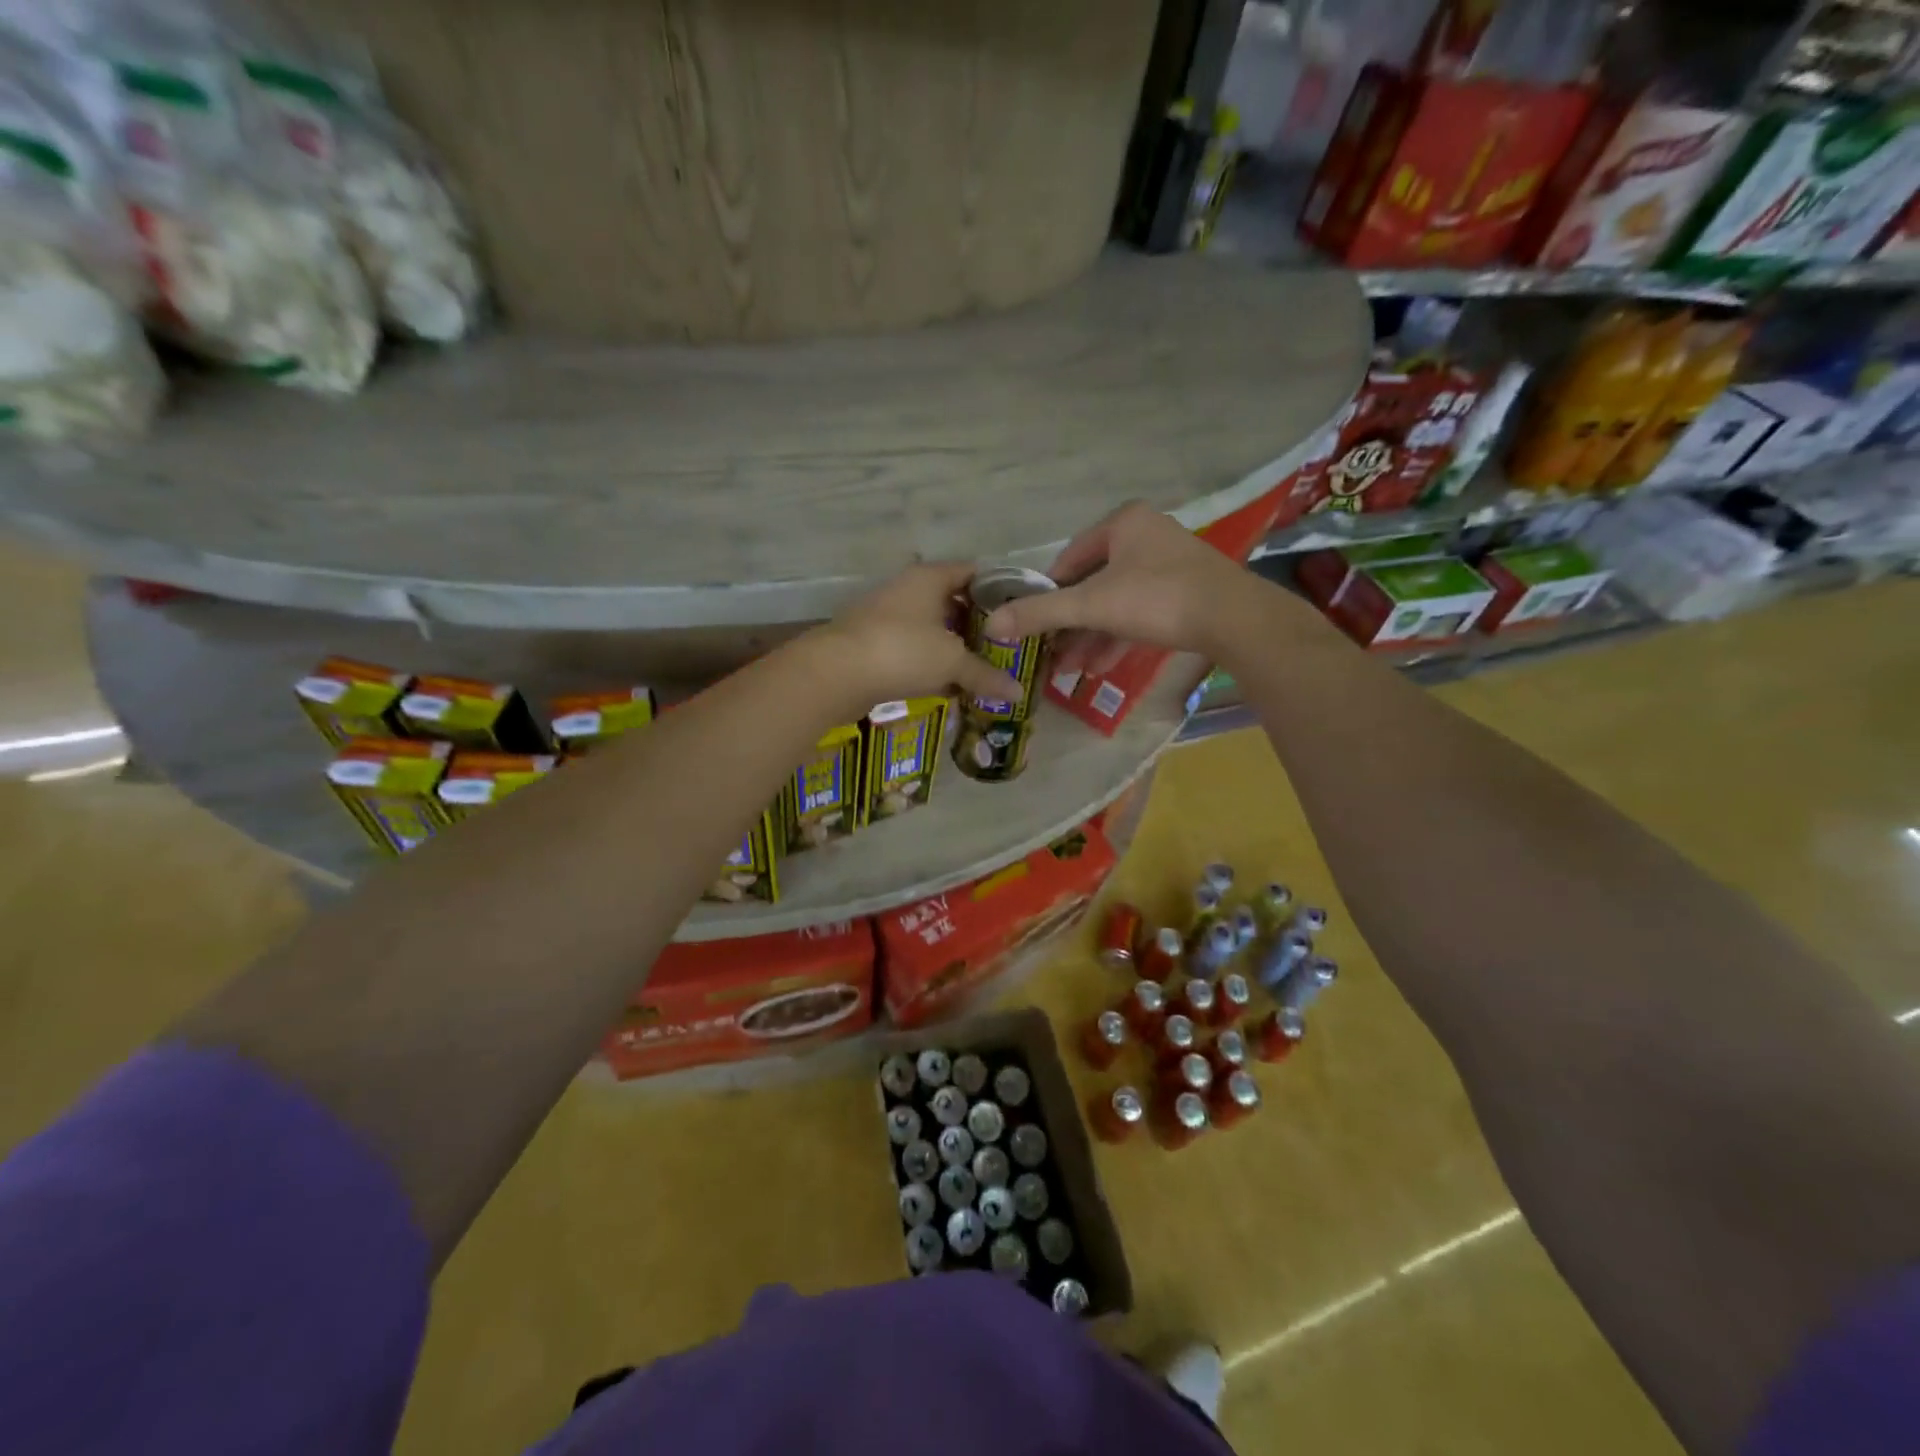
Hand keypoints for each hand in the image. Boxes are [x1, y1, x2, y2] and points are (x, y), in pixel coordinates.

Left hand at [809, 562, 1022, 718]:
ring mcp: (886, 615)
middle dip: (977, 625)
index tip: (1019, 614)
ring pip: (930, 628)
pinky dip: (929, 664)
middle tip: (1005, 648)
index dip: (999, 591)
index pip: (973, 572)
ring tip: (980, 669)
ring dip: (952, 647)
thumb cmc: (902, 651)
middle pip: (952, 601)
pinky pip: (911, 649)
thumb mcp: (952, 662)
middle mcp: (907, 589)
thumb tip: (1018, 693)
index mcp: (930, 578)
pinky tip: (947, 686)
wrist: (834, 674)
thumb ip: (986, 675)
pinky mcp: (872, 643)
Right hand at [981, 503, 1257, 671]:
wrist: (1235, 619)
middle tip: (1050, 654)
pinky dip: (1118, 637)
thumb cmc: (1157, 599)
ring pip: (1116, 603)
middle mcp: (1146, 536)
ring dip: (1091, 637)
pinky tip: (1100, 667)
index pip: (1069, 559)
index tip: (1034, 626)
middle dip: (1070, 625)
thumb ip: (1041, 614)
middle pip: (1093, 585)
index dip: (1048, 594)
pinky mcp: (1185, 593)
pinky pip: (1139, 613)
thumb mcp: (1092, 606)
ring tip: (1069, 670)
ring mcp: (1169, 565)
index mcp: (1123, 524)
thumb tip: (990, 625)